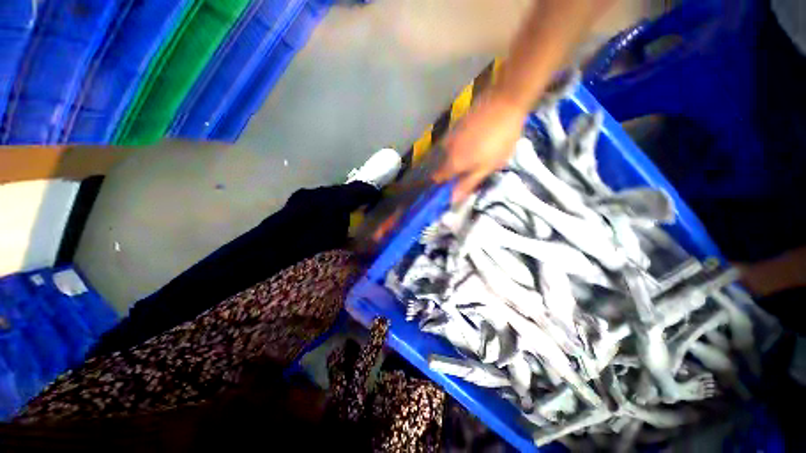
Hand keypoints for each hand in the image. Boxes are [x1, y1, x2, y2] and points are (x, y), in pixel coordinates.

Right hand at [434, 93, 528, 201]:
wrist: (505, 101)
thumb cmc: (499, 140)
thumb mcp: (487, 167)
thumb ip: (468, 184)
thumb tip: (452, 199)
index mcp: (453, 163)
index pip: (438, 178)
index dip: (444, 184)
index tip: (454, 185)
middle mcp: (447, 149)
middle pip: (445, 165)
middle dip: (456, 170)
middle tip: (474, 168)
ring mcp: (451, 135)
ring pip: (451, 152)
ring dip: (460, 156)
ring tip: (479, 152)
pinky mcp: (458, 124)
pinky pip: (456, 141)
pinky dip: (463, 144)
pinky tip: (478, 139)